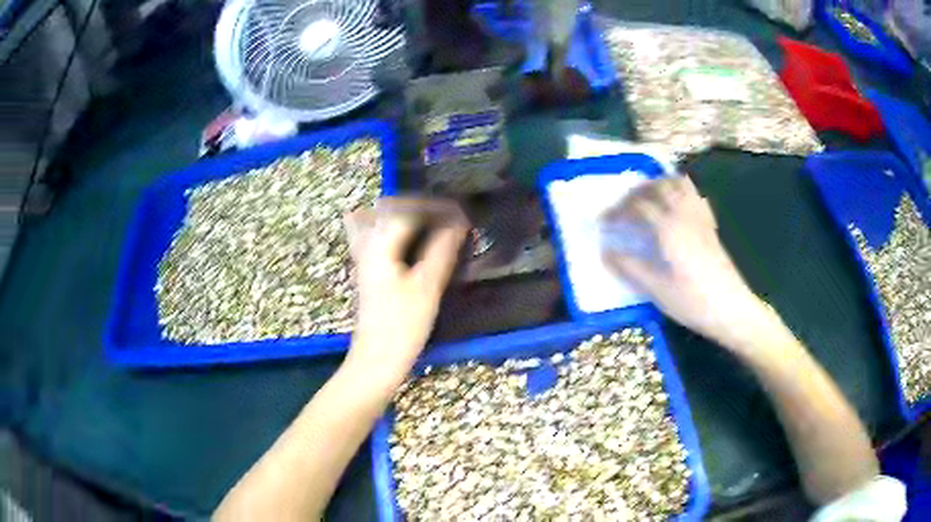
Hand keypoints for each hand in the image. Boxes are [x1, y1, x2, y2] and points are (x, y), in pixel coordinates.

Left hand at [343, 198, 468, 383]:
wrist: (377, 358)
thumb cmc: (403, 324)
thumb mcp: (427, 285)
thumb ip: (443, 249)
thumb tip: (459, 221)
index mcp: (380, 244)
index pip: (407, 210)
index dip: (435, 206)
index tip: (460, 213)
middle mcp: (366, 244)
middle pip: (386, 208)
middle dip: (416, 204)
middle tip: (444, 214)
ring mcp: (363, 258)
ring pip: (374, 220)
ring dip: (401, 215)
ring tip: (426, 222)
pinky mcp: (366, 272)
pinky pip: (373, 237)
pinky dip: (392, 231)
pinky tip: (409, 242)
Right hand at [601, 175, 767, 348]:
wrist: (731, 309)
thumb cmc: (692, 302)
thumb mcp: (656, 290)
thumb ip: (630, 268)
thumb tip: (605, 252)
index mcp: (669, 228)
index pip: (638, 207)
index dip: (617, 211)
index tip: (603, 222)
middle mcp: (684, 215)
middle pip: (658, 187)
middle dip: (636, 192)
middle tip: (623, 206)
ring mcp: (700, 218)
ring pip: (678, 185)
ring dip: (658, 185)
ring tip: (646, 198)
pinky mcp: (710, 226)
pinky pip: (694, 195)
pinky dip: (680, 190)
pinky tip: (675, 204)